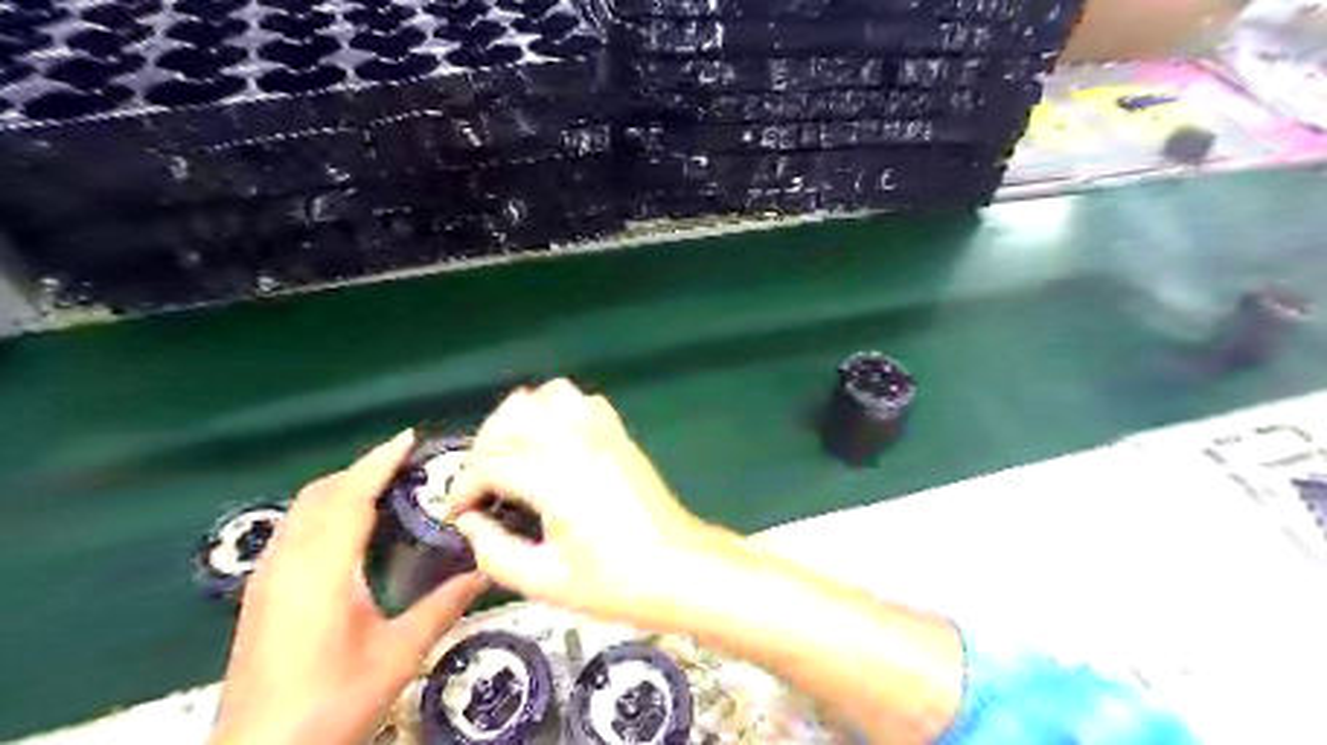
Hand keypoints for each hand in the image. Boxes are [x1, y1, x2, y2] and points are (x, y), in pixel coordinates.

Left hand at [210, 431, 486, 744]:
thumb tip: (485, 572)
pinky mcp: (261, 594)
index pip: (349, 498)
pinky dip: (324, 510)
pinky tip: (348, 529)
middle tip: (405, 464)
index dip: (378, 463)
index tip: (408, 439)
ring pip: (301, 510)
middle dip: (361, 469)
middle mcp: (287, 565)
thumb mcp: (397, 656)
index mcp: (322, 572)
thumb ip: (443, 608)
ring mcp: (267, 579)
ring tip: (382, 486)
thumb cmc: (331, 704)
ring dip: (340, 487)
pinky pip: (293, 529)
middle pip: (320, 495)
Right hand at [449, 381, 720, 625]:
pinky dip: (556, 411)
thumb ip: (494, 552)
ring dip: (519, 421)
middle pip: (513, 416)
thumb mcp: (545, 582)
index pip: (492, 463)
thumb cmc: (615, 582)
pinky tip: (552, 444)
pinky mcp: (619, 435)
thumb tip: (470, 523)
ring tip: (514, 456)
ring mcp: (603, 434)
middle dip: (484, 447)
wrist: (678, 568)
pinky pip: (581, 401)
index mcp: (557, 480)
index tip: (458, 511)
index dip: (464, 487)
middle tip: (482, 484)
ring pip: (547, 396)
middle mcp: (578, 444)